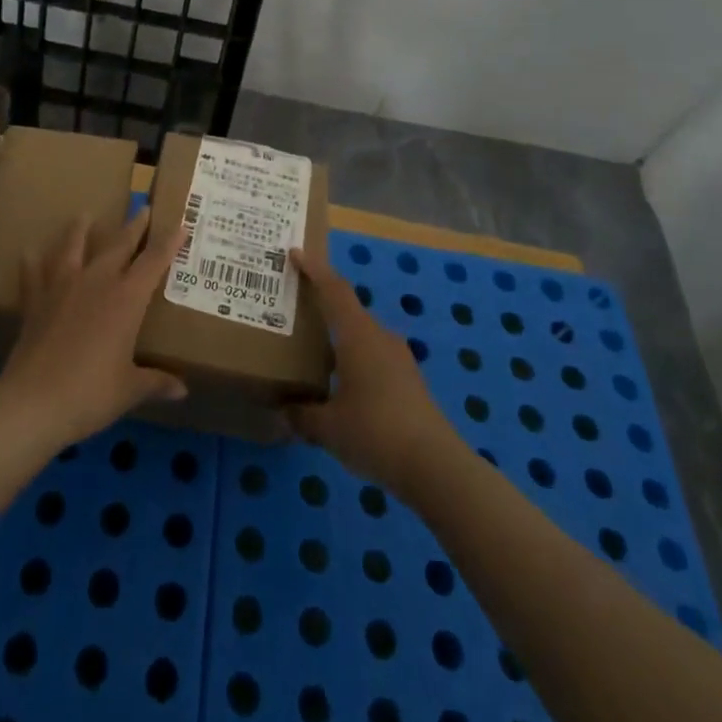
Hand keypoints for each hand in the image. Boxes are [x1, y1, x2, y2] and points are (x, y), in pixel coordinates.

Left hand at [0, 209, 185, 453]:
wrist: (33, 402)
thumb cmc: (90, 394)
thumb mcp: (129, 390)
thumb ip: (156, 382)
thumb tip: (182, 391)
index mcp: (126, 299)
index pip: (153, 262)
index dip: (168, 243)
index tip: (180, 224)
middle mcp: (96, 283)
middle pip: (118, 245)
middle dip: (133, 226)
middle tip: (141, 208)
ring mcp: (62, 287)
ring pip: (74, 248)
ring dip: (80, 230)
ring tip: (84, 215)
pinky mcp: (35, 301)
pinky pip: (33, 274)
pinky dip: (32, 261)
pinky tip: (29, 251)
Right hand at [285, 244, 461, 493]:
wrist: (436, 467)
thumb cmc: (375, 433)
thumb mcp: (327, 428)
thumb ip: (302, 415)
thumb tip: (285, 409)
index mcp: (358, 335)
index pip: (334, 289)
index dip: (314, 269)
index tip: (295, 253)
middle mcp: (380, 337)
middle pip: (347, 309)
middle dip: (322, 304)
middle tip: (295, 306)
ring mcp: (399, 359)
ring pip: (361, 335)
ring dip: (339, 336)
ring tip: (313, 349)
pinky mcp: (409, 382)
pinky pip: (373, 356)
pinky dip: (353, 358)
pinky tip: (341, 384)